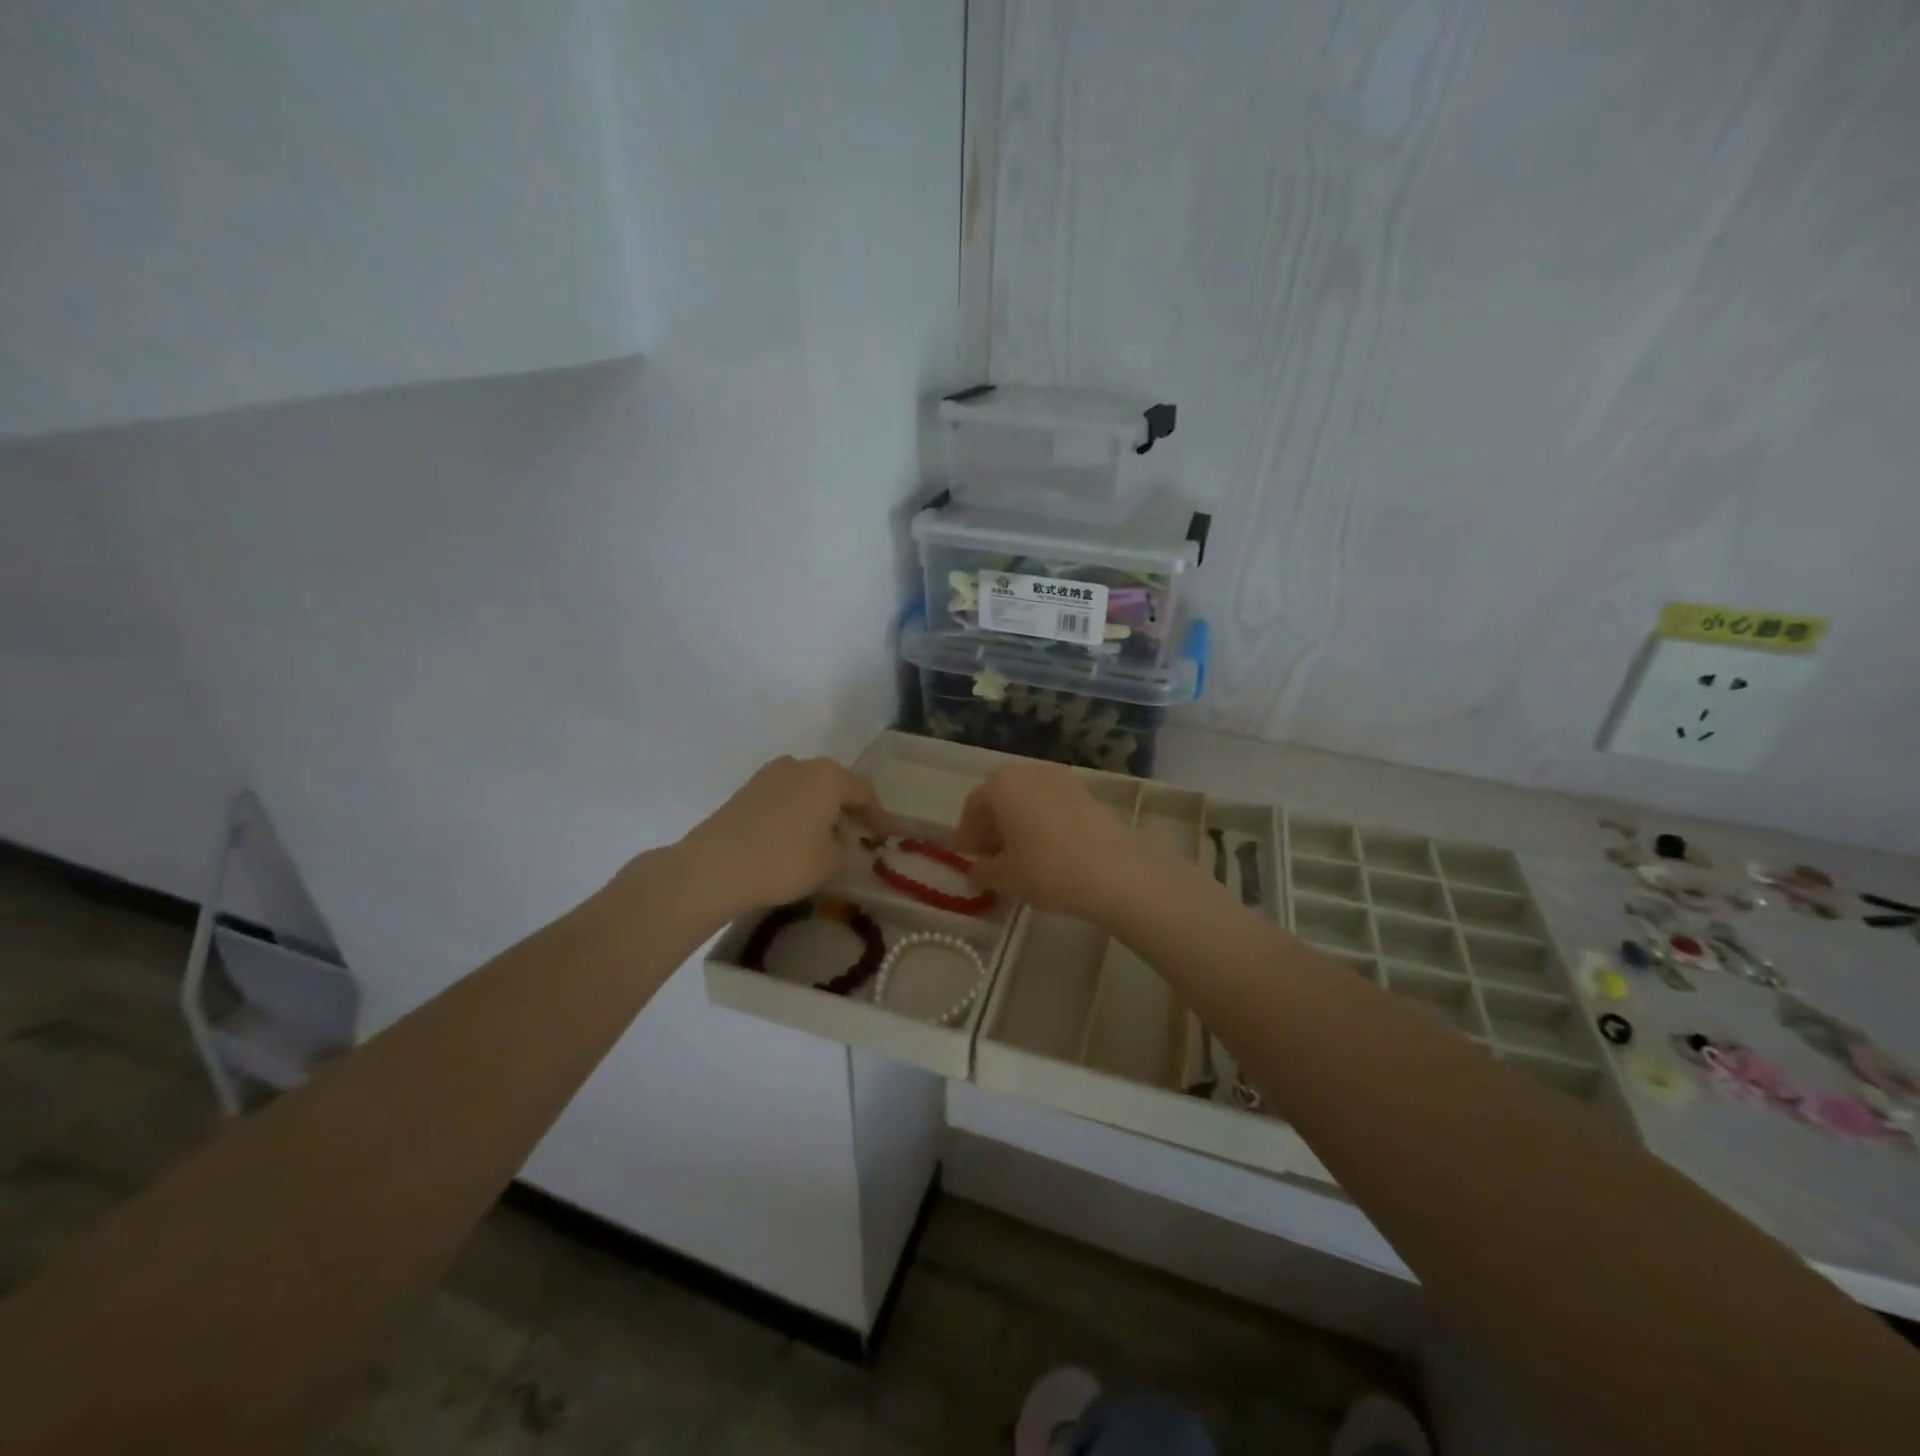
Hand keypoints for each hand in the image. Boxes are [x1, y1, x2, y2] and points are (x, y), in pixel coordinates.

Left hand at [676, 757, 889, 922]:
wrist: (715, 866)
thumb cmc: (784, 860)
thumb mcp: (830, 861)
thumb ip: (843, 845)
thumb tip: (835, 836)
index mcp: (827, 776)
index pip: (864, 792)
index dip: (878, 816)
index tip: (886, 836)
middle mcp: (800, 765)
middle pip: (834, 785)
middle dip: (848, 809)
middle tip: (859, 833)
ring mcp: (768, 775)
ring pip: (806, 790)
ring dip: (820, 810)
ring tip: (826, 838)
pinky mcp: (745, 791)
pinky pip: (784, 799)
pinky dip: (796, 815)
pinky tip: (795, 838)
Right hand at [953, 762, 1142, 920]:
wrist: (1113, 873)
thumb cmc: (1046, 870)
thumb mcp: (1004, 877)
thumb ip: (982, 872)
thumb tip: (976, 872)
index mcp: (1002, 784)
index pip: (974, 806)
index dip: (967, 834)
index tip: (967, 858)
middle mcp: (1030, 772)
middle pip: (1001, 797)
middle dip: (992, 826)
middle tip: (990, 857)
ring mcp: (1063, 779)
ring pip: (1029, 799)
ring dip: (1018, 823)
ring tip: (1019, 856)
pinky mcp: (1088, 794)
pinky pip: (1053, 805)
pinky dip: (1043, 822)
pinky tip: (1047, 851)